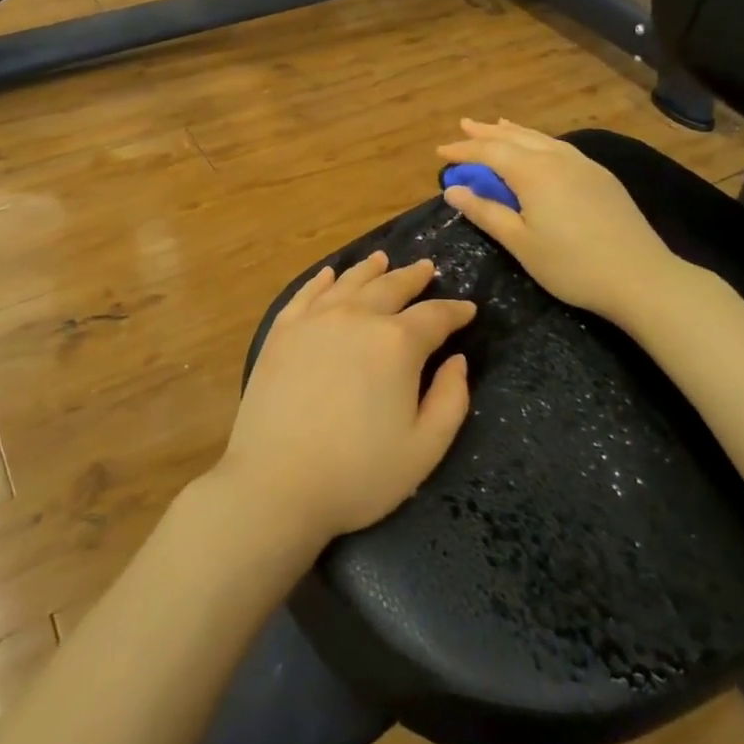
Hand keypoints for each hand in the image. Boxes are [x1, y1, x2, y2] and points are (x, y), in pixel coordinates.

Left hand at [215, 253, 474, 547]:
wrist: (275, 483)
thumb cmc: (358, 473)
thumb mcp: (424, 449)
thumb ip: (451, 400)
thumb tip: (457, 361)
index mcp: (397, 344)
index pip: (435, 316)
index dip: (456, 311)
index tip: (468, 309)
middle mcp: (357, 318)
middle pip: (391, 287)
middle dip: (413, 277)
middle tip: (426, 268)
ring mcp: (314, 320)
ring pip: (349, 282)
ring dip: (370, 270)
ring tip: (382, 259)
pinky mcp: (282, 331)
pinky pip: (306, 293)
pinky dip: (321, 281)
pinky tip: (329, 275)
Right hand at [437, 118, 685, 323]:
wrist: (640, 277)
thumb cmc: (571, 265)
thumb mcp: (520, 243)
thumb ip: (486, 212)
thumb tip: (452, 189)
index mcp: (534, 173)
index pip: (490, 152)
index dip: (463, 151)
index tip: (441, 153)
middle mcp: (557, 158)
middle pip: (515, 138)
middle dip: (487, 133)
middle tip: (464, 125)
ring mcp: (584, 165)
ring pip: (541, 139)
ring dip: (514, 132)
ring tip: (498, 125)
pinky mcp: (601, 177)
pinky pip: (560, 147)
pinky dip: (539, 141)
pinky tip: (539, 148)